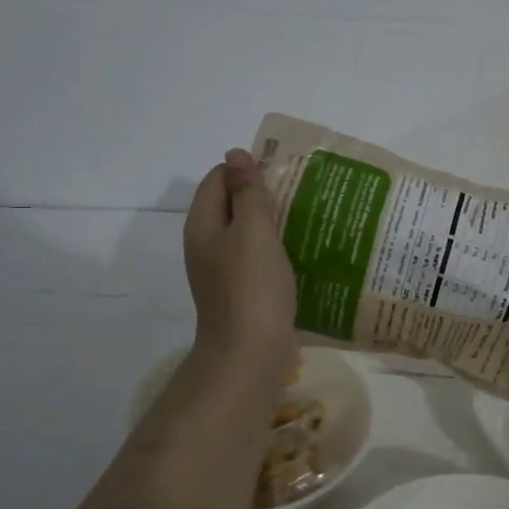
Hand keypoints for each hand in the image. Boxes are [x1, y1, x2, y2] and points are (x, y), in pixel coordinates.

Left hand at [184, 149, 295, 386]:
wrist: (249, 354)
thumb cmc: (251, 287)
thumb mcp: (253, 231)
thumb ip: (247, 191)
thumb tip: (235, 153)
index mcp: (202, 225)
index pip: (217, 179)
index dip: (246, 170)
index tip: (282, 173)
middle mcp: (207, 245)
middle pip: (230, 205)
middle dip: (262, 195)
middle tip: (300, 192)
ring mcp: (222, 271)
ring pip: (246, 234)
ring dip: (272, 223)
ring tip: (306, 218)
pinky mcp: (241, 292)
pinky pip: (256, 259)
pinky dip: (275, 250)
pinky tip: (300, 252)